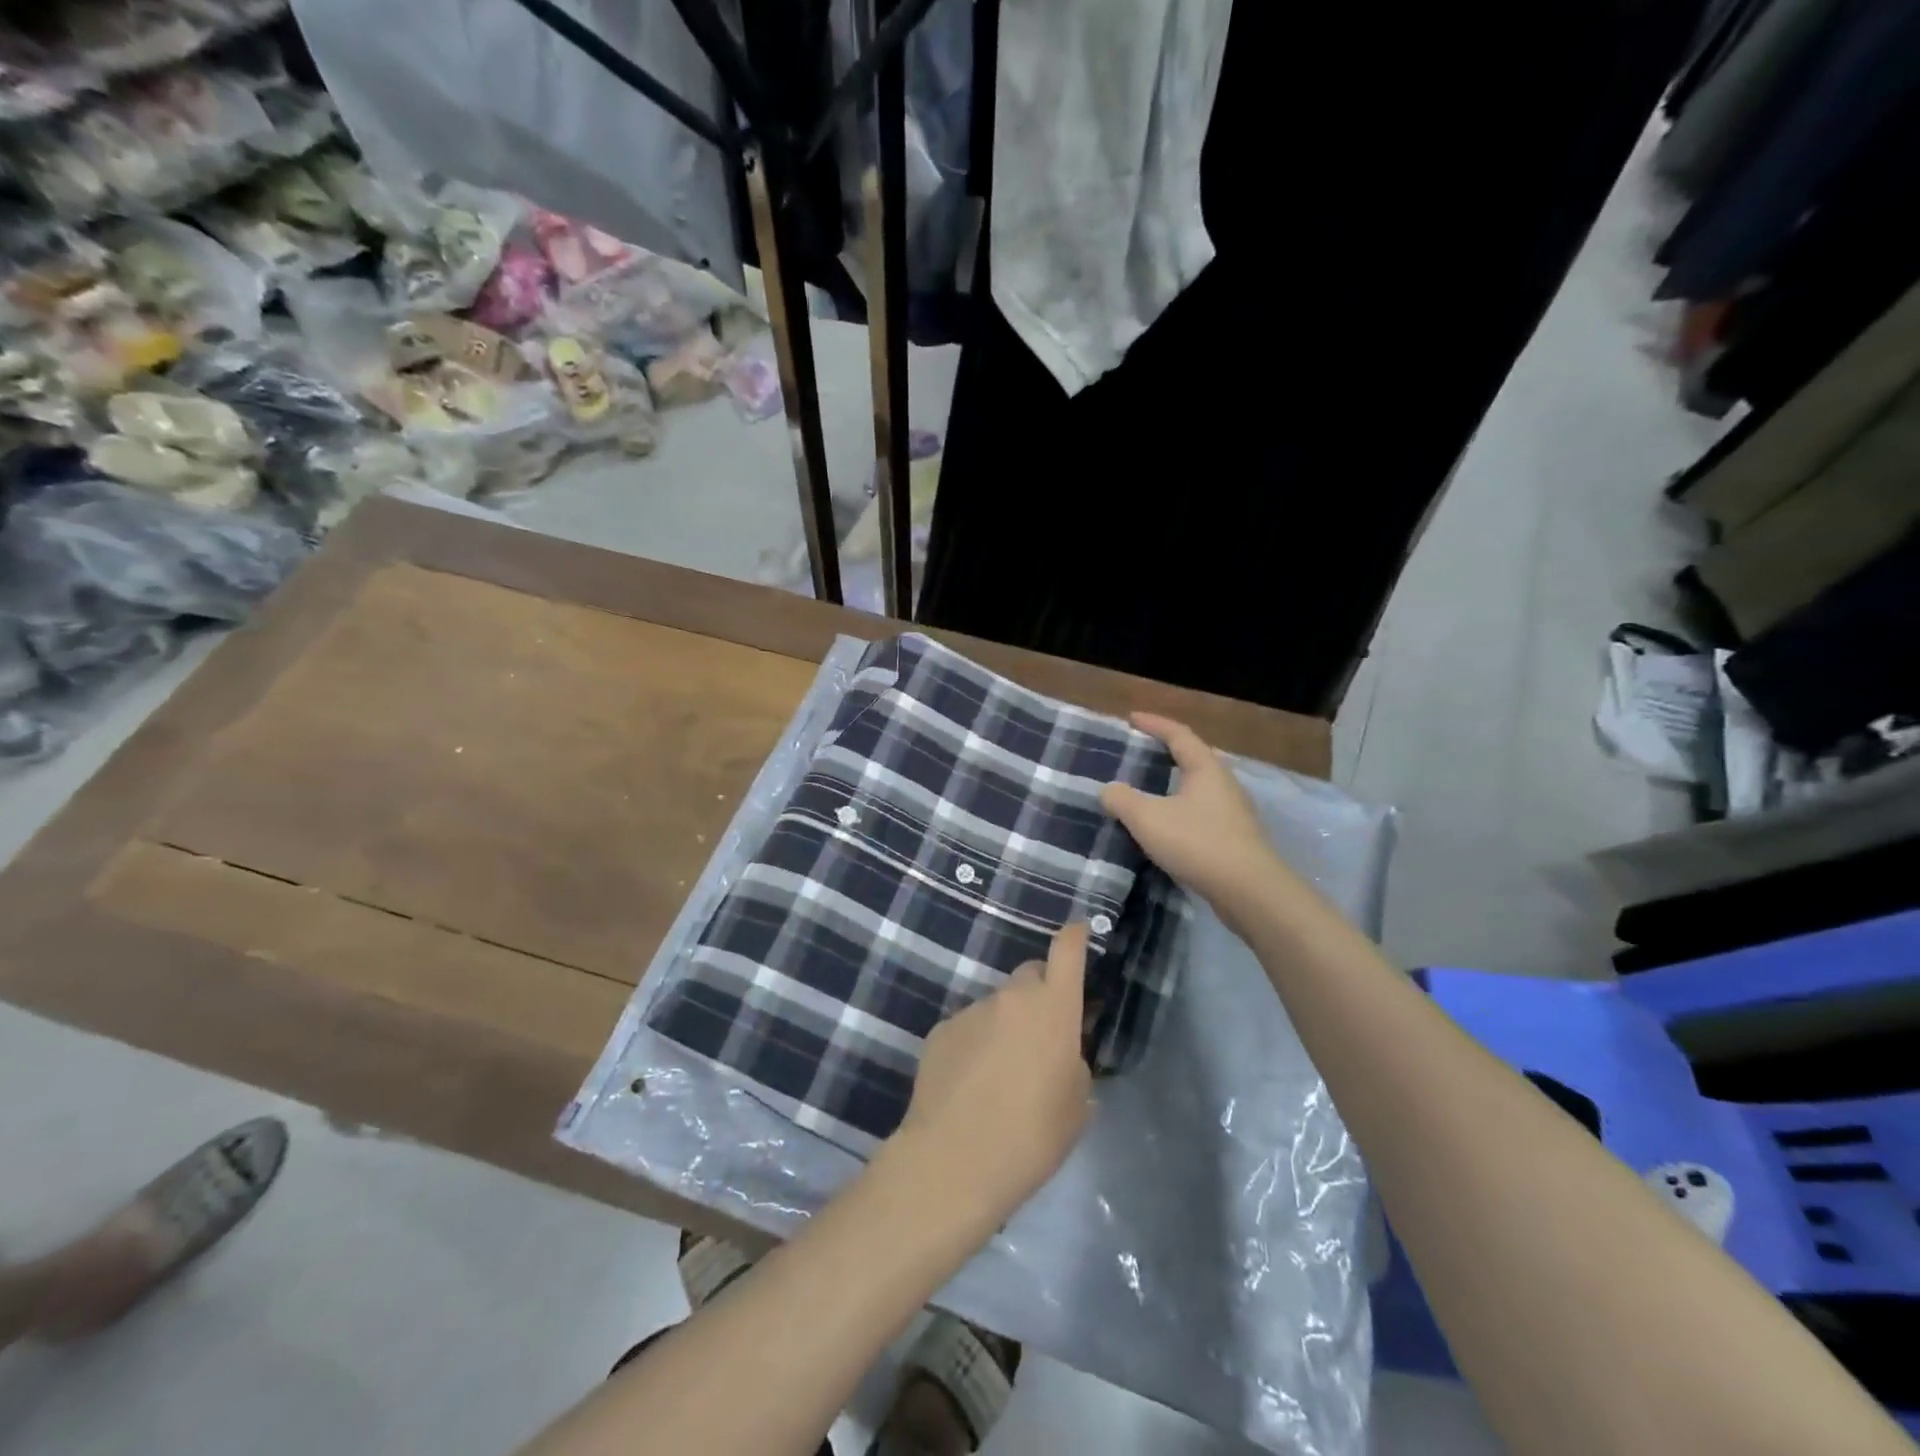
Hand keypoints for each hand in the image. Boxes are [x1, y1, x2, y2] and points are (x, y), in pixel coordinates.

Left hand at [892, 923, 1092, 1225]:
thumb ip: (1074, 1064)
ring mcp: (972, 1010)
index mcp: (1053, 1008)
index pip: (1067, 951)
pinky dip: (974, 1044)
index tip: (1078, 930)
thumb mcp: (1076, 1107)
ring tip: (1000, 1073)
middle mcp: (1012, 997)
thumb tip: (1060, 1053)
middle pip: (1030, 975)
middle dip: (1039, 994)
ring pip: (997, 1005)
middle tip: (1041, 1034)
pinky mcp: (940, 1029)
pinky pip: (967, 1027)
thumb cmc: (1032, 1137)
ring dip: (1005, 1025)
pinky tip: (969, 1083)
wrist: (954, 1160)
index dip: (1075, 936)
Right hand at [1100, 712, 1284, 924]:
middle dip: (1167, 752)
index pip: (1179, 734)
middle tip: (1141, 753)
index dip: (1154, 724)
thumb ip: (1122, 800)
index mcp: (1206, 768)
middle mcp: (1224, 784)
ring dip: (1174, 785)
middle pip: (1194, 758)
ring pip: (1199, 789)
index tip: (1131, 718)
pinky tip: (1167, 827)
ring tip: (1150, 790)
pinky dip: (1181, 811)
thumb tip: (1109, 790)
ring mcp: (1234, 813)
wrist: (1249, 891)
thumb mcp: (1147, 818)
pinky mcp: (1235, 839)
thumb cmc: (1197, 843)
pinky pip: (1202, 814)